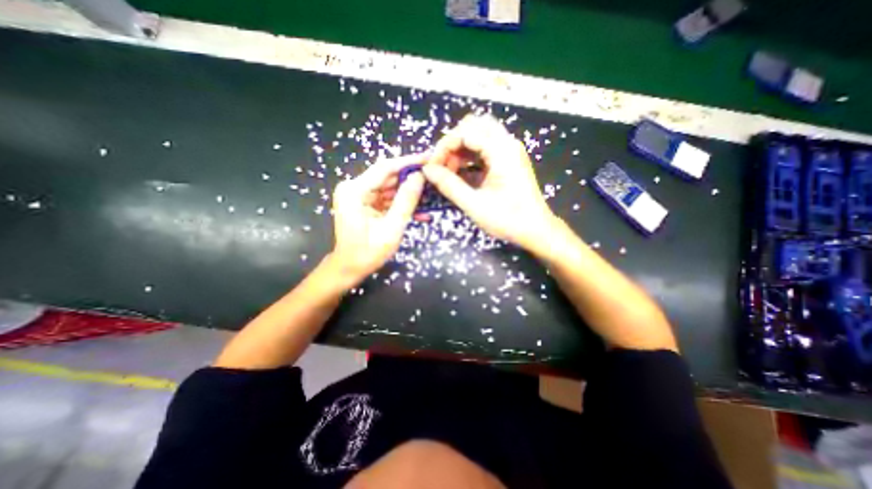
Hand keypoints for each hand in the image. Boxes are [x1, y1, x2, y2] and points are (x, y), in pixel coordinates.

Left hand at [328, 153, 423, 282]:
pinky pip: (387, 199)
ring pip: (389, 187)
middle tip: (434, 177)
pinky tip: (420, 211)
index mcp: (354, 191)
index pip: (385, 168)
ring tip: (431, 194)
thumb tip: (419, 177)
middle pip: (387, 176)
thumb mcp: (391, 228)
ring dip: (409, 193)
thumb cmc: (368, 252)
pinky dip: (401, 204)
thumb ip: (406, 201)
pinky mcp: (365, 203)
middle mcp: (354, 188)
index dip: (409, 162)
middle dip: (411, 178)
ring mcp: (359, 196)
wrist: (349, 268)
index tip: (429, 157)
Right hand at [423, 114, 558, 251]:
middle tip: (441, 166)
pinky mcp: (507, 162)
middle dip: (452, 145)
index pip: (465, 132)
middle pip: (473, 127)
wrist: (536, 231)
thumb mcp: (474, 204)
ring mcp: (509, 152)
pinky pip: (484, 150)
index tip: (432, 167)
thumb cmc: (508, 220)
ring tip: (448, 174)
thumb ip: (448, 185)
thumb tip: (427, 170)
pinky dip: (469, 159)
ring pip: (478, 137)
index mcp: (501, 151)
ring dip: (460, 151)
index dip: (444, 147)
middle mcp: (507, 144)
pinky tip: (460, 176)